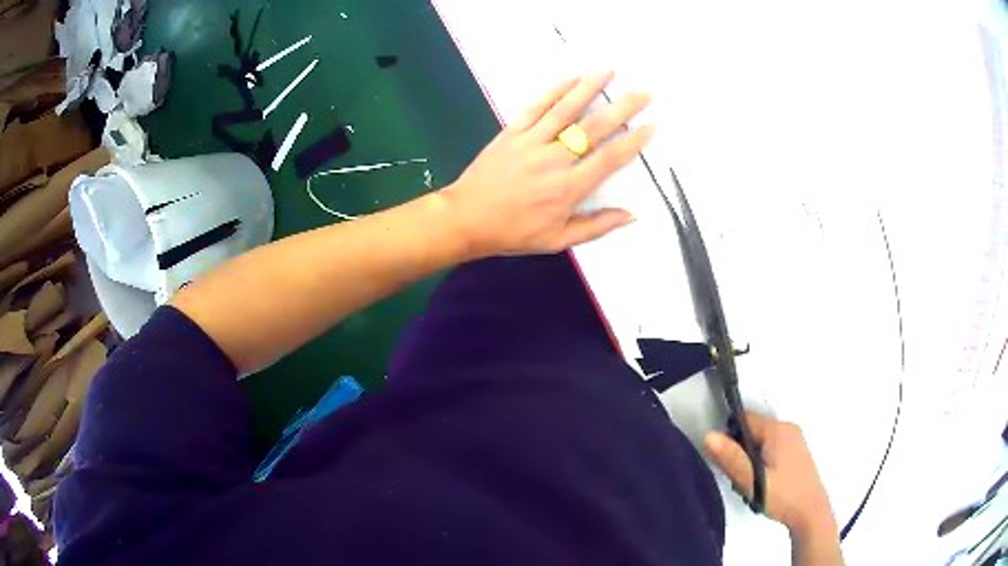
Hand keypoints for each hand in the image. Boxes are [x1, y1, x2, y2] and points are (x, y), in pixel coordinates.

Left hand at [439, 71, 654, 257]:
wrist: (466, 219)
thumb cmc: (514, 232)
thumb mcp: (558, 240)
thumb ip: (596, 226)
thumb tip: (630, 215)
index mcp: (569, 188)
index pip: (609, 159)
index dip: (633, 142)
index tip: (652, 126)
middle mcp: (554, 160)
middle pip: (594, 128)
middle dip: (622, 108)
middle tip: (643, 93)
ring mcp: (531, 142)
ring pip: (565, 110)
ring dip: (589, 88)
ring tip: (609, 72)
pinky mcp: (512, 132)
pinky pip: (536, 107)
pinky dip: (554, 91)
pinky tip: (570, 78)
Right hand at [704, 412, 837, 536]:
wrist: (810, 513)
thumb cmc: (781, 496)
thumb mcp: (752, 480)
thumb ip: (731, 458)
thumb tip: (708, 435)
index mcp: (777, 429)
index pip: (744, 419)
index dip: (730, 437)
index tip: (727, 462)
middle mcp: (787, 427)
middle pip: (753, 430)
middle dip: (741, 451)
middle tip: (739, 478)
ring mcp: (795, 439)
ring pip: (761, 441)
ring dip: (751, 459)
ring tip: (752, 484)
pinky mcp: (797, 451)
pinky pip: (772, 448)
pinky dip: (763, 462)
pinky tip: (764, 483)